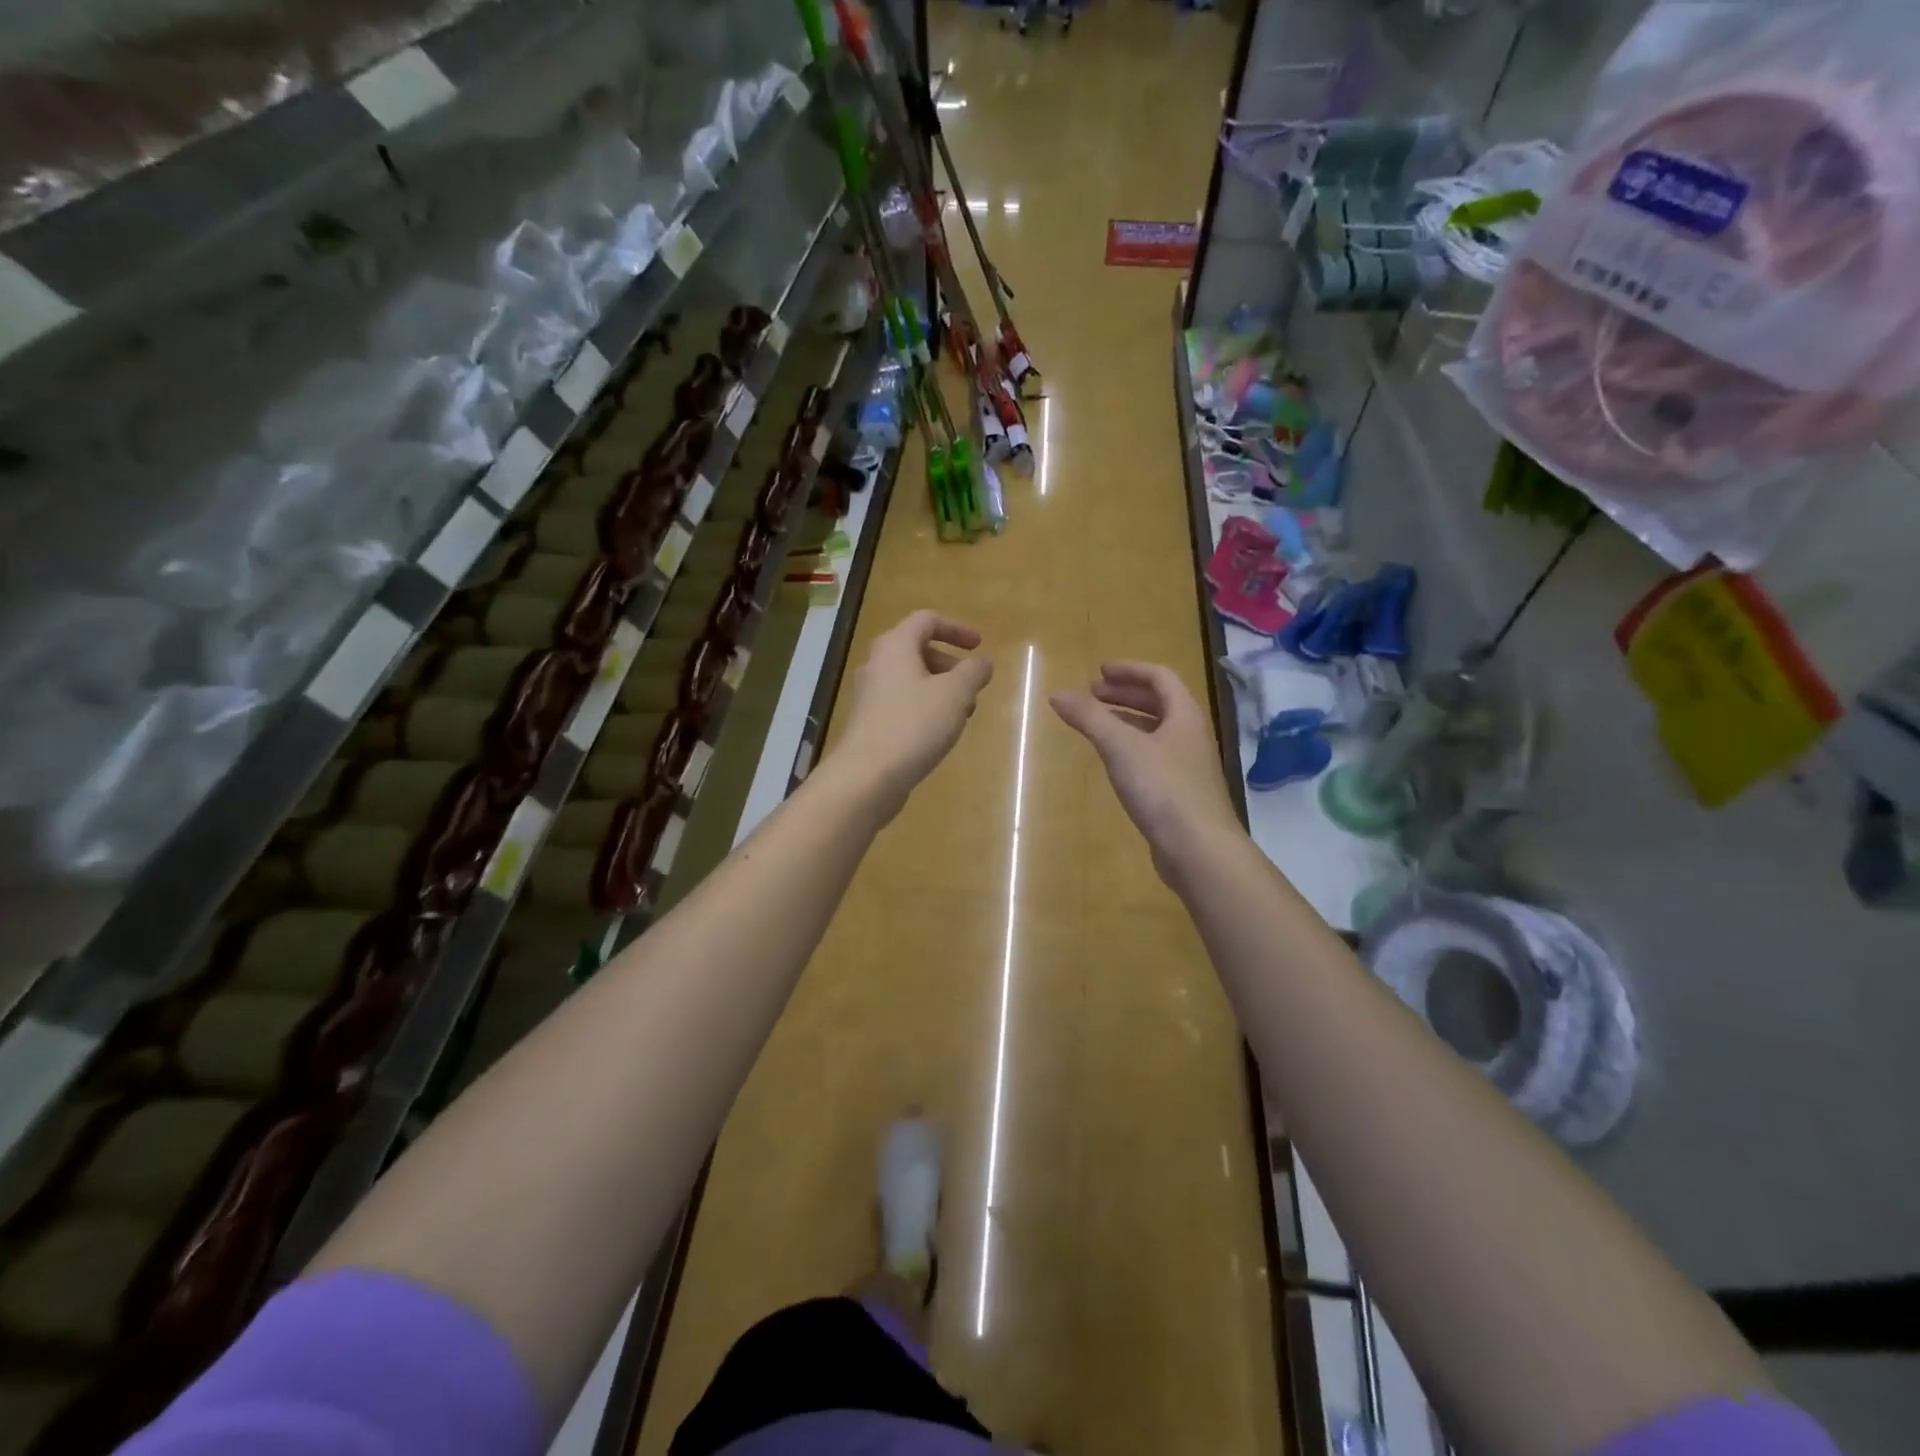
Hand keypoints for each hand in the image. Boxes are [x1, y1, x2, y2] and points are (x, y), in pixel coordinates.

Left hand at [828, 611, 993, 820]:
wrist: (866, 776)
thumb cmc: (913, 725)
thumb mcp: (955, 694)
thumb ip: (973, 672)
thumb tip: (982, 663)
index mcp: (895, 646)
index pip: (926, 620)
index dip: (956, 628)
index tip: (979, 645)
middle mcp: (877, 664)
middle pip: (917, 650)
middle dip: (949, 664)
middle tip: (971, 686)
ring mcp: (869, 695)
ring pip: (910, 679)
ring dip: (939, 689)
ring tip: (961, 714)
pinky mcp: (869, 723)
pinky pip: (901, 703)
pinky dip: (924, 708)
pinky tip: (938, 733)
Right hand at [1051, 662, 1240, 885]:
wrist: (1199, 849)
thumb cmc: (1163, 788)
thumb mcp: (1121, 747)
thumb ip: (1089, 718)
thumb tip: (1057, 694)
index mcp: (1184, 715)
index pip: (1160, 677)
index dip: (1129, 670)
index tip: (1099, 672)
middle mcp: (1191, 736)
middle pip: (1160, 703)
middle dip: (1125, 694)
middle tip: (1092, 695)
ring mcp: (1188, 766)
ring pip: (1157, 732)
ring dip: (1127, 721)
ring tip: (1097, 725)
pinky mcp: (1181, 794)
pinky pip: (1154, 758)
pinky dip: (1132, 749)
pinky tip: (1114, 763)